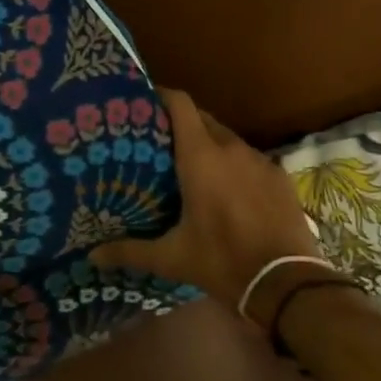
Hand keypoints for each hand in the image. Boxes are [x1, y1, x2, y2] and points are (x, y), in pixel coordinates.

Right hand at [92, 87, 318, 310]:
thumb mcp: (172, 258)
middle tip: (160, 142)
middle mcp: (231, 148)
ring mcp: (260, 160)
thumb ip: (130, 251)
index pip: (180, 104)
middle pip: (203, 119)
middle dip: (182, 124)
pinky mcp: (280, 176)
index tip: (143, 102)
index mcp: (201, 157)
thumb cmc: (222, 261)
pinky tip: (229, 190)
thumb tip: (93, 256)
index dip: (161, 97)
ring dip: (210, 145)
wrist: (287, 283)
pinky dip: (235, 165)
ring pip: (228, 139)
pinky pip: (250, 159)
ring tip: (192, 166)